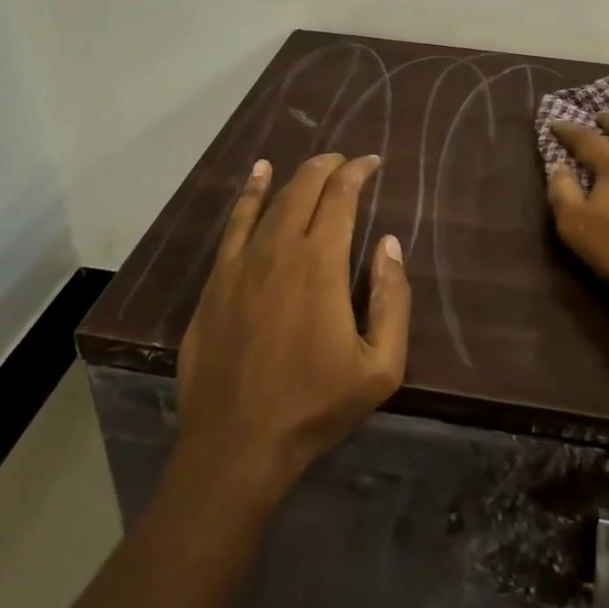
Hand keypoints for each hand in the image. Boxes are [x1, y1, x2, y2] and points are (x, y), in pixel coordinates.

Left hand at [176, 153, 410, 498]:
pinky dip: (250, 195)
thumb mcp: (380, 366)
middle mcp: (279, 250)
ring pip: (270, 200)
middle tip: (346, 162)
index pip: (341, 197)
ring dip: (295, 176)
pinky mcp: (216, 281)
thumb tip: (388, 244)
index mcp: (320, 264)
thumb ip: (392, 299)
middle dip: (328, 166)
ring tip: (315, 165)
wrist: (236, 445)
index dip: (357, 172)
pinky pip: (235, 224)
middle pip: (304, 188)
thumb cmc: (315, 406)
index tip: (372, 163)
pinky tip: (258, 177)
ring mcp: (241, 263)